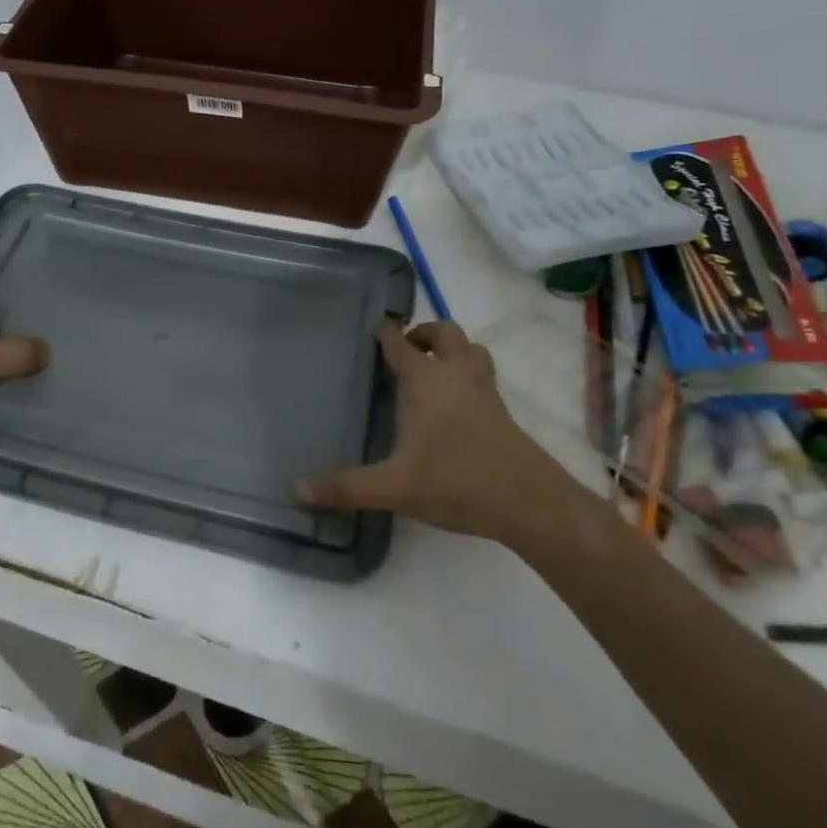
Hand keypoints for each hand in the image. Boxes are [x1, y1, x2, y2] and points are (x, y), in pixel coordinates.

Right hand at [296, 320, 575, 540]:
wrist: (529, 502)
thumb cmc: (456, 481)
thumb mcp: (394, 488)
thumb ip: (346, 487)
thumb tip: (297, 488)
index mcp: (426, 381)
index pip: (400, 343)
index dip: (386, 331)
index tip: (375, 325)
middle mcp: (456, 376)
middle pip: (446, 333)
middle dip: (426, 333)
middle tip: (407, 350)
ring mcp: (485, 393)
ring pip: (473, 351)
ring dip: (454, 350)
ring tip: (435, 370)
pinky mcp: (503, 414)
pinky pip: (484, 378)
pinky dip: (468, 377)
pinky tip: (457, 407)